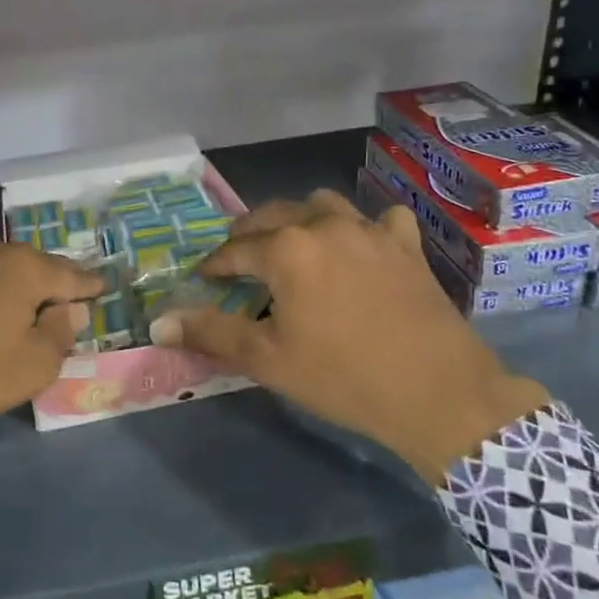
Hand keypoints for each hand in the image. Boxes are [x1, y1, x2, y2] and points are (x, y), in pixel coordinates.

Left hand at [0, 228, 98, 456]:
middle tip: (56, 302)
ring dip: (2, 277)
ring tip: (11, 293)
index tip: (101, 287)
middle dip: (44, 282)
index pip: (68, 274)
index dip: (86, 285)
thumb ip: (59, 333)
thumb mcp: (30, 367)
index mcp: (22, 267)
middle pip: (28, 265)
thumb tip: (69, 309)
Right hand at [147, 190, 550, 483]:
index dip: (214, 265)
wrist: (439, 393)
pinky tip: (362, 247)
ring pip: (322, 205)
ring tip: (293, 245)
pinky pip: (379, 219)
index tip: (204, 278)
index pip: (235, 249)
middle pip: (273, 215)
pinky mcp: (405, 245)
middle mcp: (324, 225)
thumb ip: (212, 333)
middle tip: (239, 260)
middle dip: (249, 234)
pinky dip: (364, 227)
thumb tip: (159, 323)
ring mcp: (369, 230)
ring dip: (300, 219)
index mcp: (287, 248)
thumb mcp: (269, 360)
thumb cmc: (344, 376)